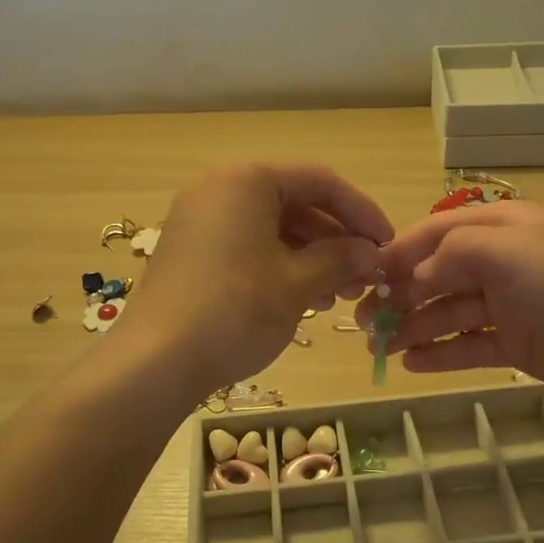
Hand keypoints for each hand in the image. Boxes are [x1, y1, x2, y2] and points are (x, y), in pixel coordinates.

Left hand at [118, 163, 392, 399]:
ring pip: (273, 227)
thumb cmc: (235, 311)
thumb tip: (372, 253)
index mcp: (247, 179)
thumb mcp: (298, 283)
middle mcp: (220, 187)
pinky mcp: (191, 250)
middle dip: (336, 240)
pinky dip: (281, 265)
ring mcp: (200, 219)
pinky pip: (248, 244)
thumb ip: (342, 258)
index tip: (388, 245)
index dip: (362, 213)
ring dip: (312, 257)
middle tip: (365, 278)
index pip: (321, 182)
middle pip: (296, 202)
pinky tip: (304, 299)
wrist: (155, 362)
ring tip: (338, 296)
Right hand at [354, 201, 543, 423]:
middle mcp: (503, 262)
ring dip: (414, 327)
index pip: (437, 232)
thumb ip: (453, 254)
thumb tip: (415, 277)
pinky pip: (470, 345)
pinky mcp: (519, 344)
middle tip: (364, 322)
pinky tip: (411, 364)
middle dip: (400, 295)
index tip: (364, 277)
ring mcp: (511, 305)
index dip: (399, 252)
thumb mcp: (511, 254)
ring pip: (449, 312)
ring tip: (379, 349)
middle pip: (438, 274)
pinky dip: (441, 352)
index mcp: (503, 228)